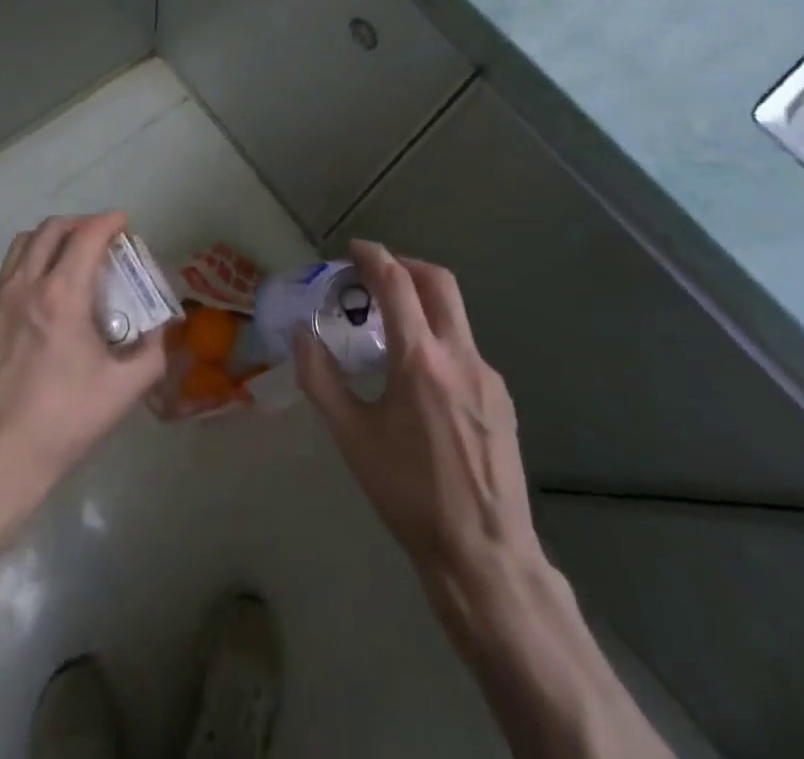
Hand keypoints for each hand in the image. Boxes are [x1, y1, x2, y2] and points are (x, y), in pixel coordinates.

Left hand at [0, 213, 165, 504]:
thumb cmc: (62, 422)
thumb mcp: (123, 391)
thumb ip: (151, 353)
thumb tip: (158, 331)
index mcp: (62, 295)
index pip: (87, 235)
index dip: (109, 221)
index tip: (125, 224)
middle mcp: (26, 285)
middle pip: (52, 229)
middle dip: (82, 223)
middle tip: (103, 239)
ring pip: (24, 242)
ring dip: (53, 237)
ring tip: (73, 256)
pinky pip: (10, 268)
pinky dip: (32, 260)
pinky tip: (47, 291)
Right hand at [295, 241, 542, 599]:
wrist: (484, 554)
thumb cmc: (408, 495)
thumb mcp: (351, 438)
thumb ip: (321, 379)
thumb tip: (301, 334)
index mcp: (420, 361)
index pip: (397, 283)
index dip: (374, 256)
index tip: (354, 249)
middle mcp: (459, 355)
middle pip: (438, 281)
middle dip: (405, 265)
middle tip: (375, 274)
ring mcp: (487, 375)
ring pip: (455, 314)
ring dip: (422, 300)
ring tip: (391, 325)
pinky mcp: (501, 397)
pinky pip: (465, 348)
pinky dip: (438, 336)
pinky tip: (420, 375)